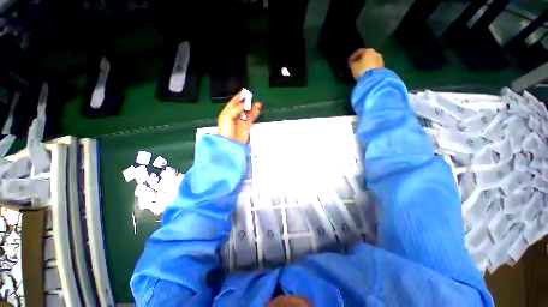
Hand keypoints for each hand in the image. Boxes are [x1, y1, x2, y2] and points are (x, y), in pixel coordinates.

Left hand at [218, 91, 261, 143]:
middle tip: (252, 98)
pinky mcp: (246, 127)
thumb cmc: (225, 130)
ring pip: (248, 112)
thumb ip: (236, 109)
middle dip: (247, 102)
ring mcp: (241, 122)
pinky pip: (251, 119)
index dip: (238, 97)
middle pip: (242, 107)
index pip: (233, 103)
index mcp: (227, 113)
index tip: (244, 92)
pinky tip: (257, 110)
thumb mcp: (227, 117)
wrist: (230, 143)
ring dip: (252, 108)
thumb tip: (244, 105)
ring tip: (257, 103)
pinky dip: (255, 114)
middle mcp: (234, 117)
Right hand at [348, 48, 383, 79]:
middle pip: (366, 55)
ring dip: (365, 64)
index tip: (349, 63)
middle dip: (359, 60)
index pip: (359, 51)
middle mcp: (375, 53)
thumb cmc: (362, 70)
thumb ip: (353, 63)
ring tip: (360, 69)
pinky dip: (369, 67)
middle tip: (354, 65)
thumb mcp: (353, 67)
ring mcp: (380, 59)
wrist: (373, 79)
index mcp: (368, 50)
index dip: (352, 57)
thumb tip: (354, 63)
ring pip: (370, 60)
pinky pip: (373, 65)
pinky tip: (365, 72)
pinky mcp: (382, 66)